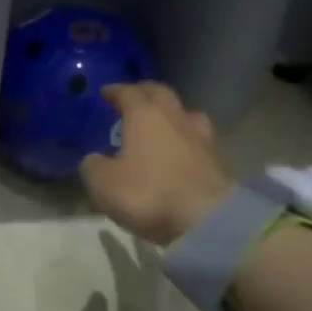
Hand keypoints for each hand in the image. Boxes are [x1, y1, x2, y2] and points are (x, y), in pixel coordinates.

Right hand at [81, 82, 231, 246]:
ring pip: (186, 113)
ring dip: (172, 113)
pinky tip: (180, 151)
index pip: (128, 92)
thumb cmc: (148, 194)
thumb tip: (95, 159)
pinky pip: (198, 139)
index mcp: (145, 116)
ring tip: (162, 122)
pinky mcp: (218, 160)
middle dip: (145, 92)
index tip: (106, 92)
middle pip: (161, 93)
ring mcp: (201, 138)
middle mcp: (175, 118)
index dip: (115, 91)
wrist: (207, 220)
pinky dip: (186, 139)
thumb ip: (93, 166)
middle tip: (133, 97)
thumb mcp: (103, 184)